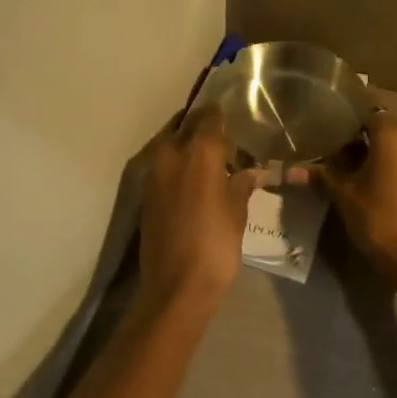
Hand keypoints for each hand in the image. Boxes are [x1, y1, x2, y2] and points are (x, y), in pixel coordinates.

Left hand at [138, 109, 262, 304]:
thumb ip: (241, 184)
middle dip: (201, 126)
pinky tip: (194, 176)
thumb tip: (251, 171)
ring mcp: (153, 174)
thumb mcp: (237, 212)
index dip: (220, 113)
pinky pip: (163, 166)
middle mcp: (170, 155)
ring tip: (210, 155)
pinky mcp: (145, 194)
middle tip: (222, 133)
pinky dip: (177, 164)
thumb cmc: (216, 245)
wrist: (176, 285)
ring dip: (186, 144)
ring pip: (170, 144)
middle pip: (185, 127)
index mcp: (197, 153)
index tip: (232, 112)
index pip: (208, 118)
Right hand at [314, 110, 396, 299]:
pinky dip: (386, 168)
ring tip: (343, 169)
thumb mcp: (343, 197)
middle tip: (328, 149)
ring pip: (393, 149)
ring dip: (371, 155)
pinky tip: (365, 184)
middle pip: (381, 130)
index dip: (347, 116)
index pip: (368, 111)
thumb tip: (285, 171)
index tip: (326, 123)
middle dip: (356, 139)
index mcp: (395, 137)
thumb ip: (319, 176)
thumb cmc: (379, 220)